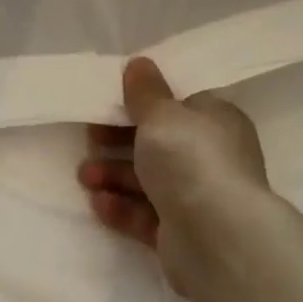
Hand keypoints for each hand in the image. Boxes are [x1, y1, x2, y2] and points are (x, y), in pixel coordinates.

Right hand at [78, 57, 268, 294]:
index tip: (109, 104)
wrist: (217, 239)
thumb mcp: (162, 114)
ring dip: (113, 175)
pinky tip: (99, 203)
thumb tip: (139, 63)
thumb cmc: (190, 160)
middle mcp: (211, 158)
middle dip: (118, 142)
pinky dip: (121, 207)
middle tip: (90, 140)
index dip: (142, 103)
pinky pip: (145, 214)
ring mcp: (198, 198)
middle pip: (158, 144)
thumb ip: (145, 91)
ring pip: (148, 180)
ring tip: (85, 177)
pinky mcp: (182, 233)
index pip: (178, 106)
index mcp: (215, 122)